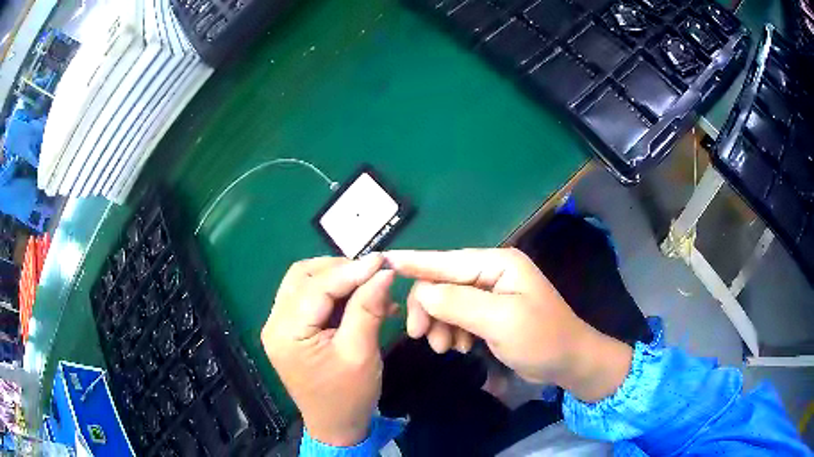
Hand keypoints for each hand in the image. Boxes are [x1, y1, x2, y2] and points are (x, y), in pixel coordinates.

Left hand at [262, 254, 393, 445]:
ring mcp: (280, 326)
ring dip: (336, 279)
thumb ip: (368, 309)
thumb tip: (383, 272)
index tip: (382, 262)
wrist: (337, 426)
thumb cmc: (348, 396)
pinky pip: (309, 299)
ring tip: (368, 286)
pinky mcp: (290, 331)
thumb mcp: (361, 353)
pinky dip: (334, 294)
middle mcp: (275, 323)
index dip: (351, 271)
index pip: (316, 287)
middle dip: (339, 270)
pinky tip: (358, 300)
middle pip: (303, 277)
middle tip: (373, 275)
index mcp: (286, 333)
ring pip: (305, 283)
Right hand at [384, 248, 632, 401]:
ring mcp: (491, 293)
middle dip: (429, 308)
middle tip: (421, 337)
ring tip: (445, 348)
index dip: (414, 262)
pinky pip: (458, 316)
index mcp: (497, 264)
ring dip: (440, 324)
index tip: (383, 262)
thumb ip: (459, 303)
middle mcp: (492, 273)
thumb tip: (422, 292)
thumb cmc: (541, 339)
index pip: (446, 260)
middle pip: (443, 283)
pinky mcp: (490, 313)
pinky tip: (458, 347)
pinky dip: (452, 331)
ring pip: (447, 302)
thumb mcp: (501, 321)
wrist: (569, 362)